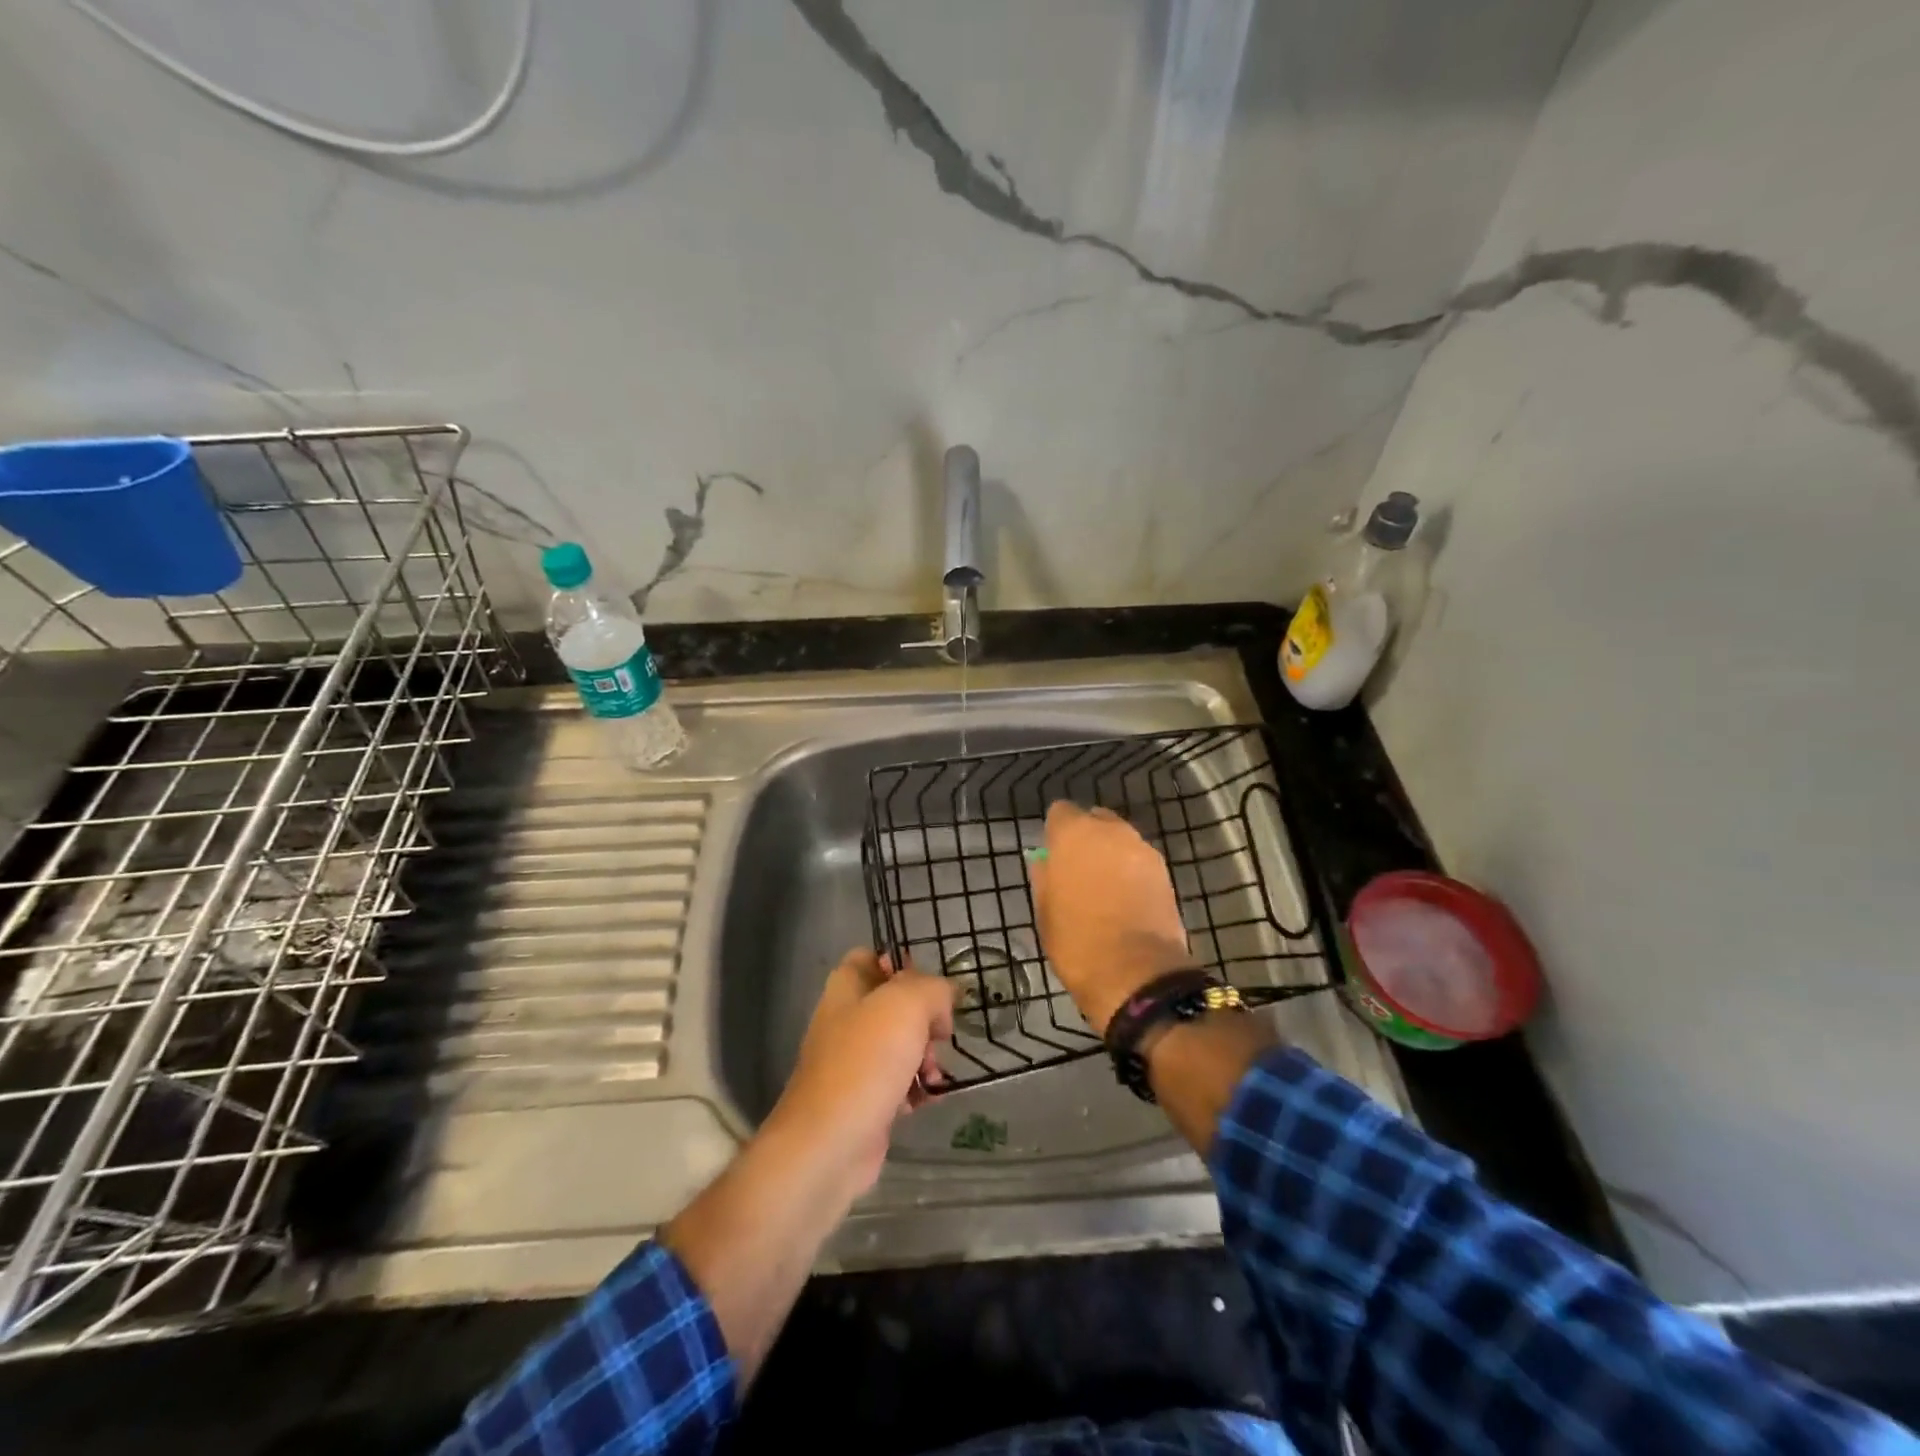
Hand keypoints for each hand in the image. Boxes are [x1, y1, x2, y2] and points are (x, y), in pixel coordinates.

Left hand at [763, 948, 952, 1195]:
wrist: (828, 1145)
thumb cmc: (865, 1063)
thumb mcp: (906, 1005)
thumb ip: (932, 989)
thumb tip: (944, 998)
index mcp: (846, 987)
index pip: (872, 957)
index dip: (902, 964)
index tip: (931, 985)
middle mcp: (846, 1019)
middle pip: (895, 1003)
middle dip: (926, 1018)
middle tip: (940, 1035)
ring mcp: (853, 1061)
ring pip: (902, 1044)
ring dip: (926, 1056)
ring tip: (934, 1074)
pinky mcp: (864, 1099)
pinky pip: (900, 1082)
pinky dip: (917, 1088)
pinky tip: (927, 1099)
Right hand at [1028, 801, 1192, 1033]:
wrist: (1136, 974)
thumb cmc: (1077, 942)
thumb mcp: (1045, 912)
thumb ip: (1044, 876)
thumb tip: (1045, 860)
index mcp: (1074, 834)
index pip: (1060, 812)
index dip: (1056, 832)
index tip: (1053, 855)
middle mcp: (1111, 831)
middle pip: (1095, 821)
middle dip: (1087, 839)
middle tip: (1078, 871)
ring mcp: (1142, 849)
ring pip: (1120, 840)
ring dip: (1111, 855)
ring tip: (1104, 888)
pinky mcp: (1164, 871)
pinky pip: (1139, 860)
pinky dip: (1131, 872)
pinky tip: (1125, 899)